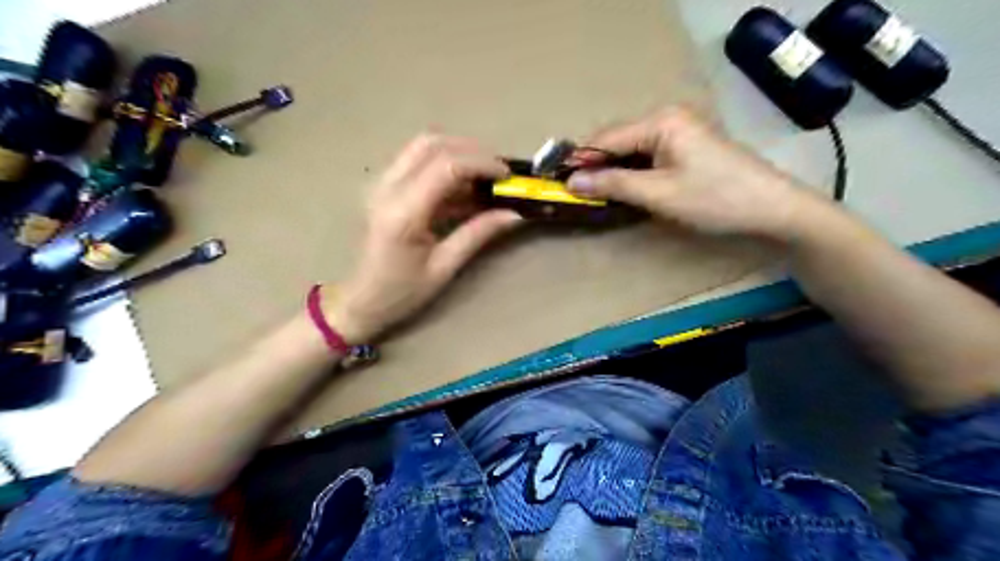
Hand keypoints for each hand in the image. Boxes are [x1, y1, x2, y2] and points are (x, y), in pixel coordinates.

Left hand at [328, 134, 522, 343]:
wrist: (359, 300)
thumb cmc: (401, 292)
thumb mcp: (444, 267)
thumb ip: (478, 233)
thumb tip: (514, 213)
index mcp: (403, 211)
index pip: (447, 166)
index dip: (481, 163)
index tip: (507, 176)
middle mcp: (387, 187)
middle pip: (432, 143)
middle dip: (471, 150)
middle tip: (497, 171)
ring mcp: (381, 184)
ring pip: (422, 146)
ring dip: (457, 152)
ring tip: (483, 176)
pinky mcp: (382, 186)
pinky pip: (415, 160)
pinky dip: (443, 164)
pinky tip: (462, 187)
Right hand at [565, 107, 824, 240]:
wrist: (772, 209)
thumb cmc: (714, 199)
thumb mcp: (659, 193)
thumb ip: (613, 185)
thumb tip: (572, 182)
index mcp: (661, 121)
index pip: (606, 139)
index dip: (580, 161)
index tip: (555, 181)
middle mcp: (667, 120)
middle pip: (617, 142)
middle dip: (595, 168)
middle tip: (574, 194)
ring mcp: (679, 134)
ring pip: (631, 152)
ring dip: (612, 173)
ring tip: (593, 196)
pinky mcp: (685, 150)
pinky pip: (647, 159)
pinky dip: (631, 175)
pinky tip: (622, 192)